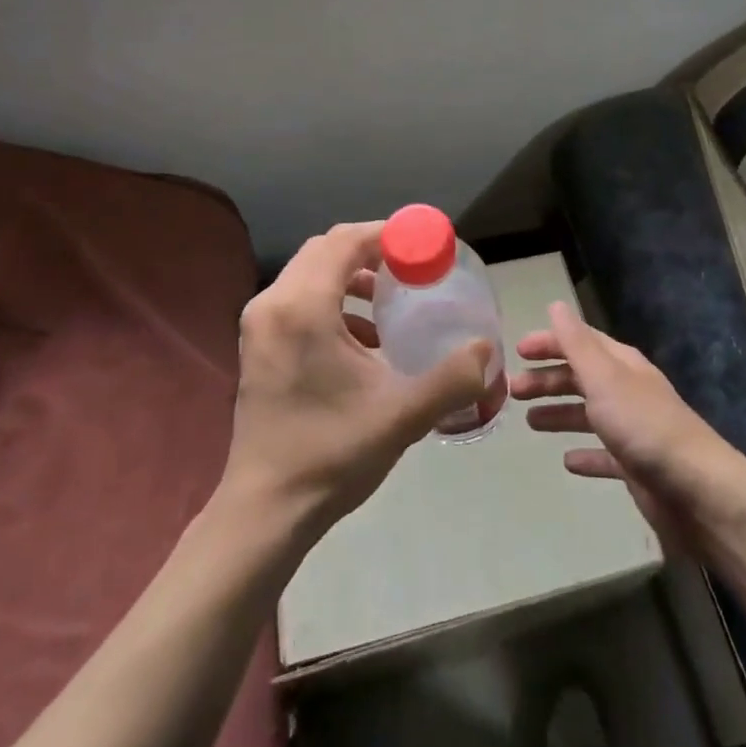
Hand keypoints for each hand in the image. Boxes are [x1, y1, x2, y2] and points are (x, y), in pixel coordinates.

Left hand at [220, 222, 492, 543]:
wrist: (264, 511)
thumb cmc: (330, 455)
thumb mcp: (401, 416)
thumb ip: (451, 378)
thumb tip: (488, 349)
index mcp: (302, 308)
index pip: (345, 241)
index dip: (389, 234)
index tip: (427, 245)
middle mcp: (273, 303)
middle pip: (326, 250)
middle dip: (372, 251)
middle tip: (414, 267)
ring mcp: (259, 324)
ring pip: (311, 273)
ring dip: (352, 275)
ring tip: (392, 299)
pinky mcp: (257, 345)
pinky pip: (299, 299)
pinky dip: (333, 300)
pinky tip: (365, 338)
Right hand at [510, 302, 738, 549]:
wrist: (695, 489)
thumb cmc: (643, 425)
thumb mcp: (604, 377)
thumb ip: (577, 343)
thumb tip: (556, 305)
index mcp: (621, 365)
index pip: (581, 342)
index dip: (550, 343)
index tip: (517, 351)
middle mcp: (627, 391)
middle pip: (581, 378)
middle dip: (547, 380)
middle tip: (513, 391)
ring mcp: (632, 430)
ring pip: (588, 414)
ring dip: (559, 413)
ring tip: (529, 422)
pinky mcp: (635, 467)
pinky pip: (603, 455)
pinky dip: (584, 455)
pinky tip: (567, 462)